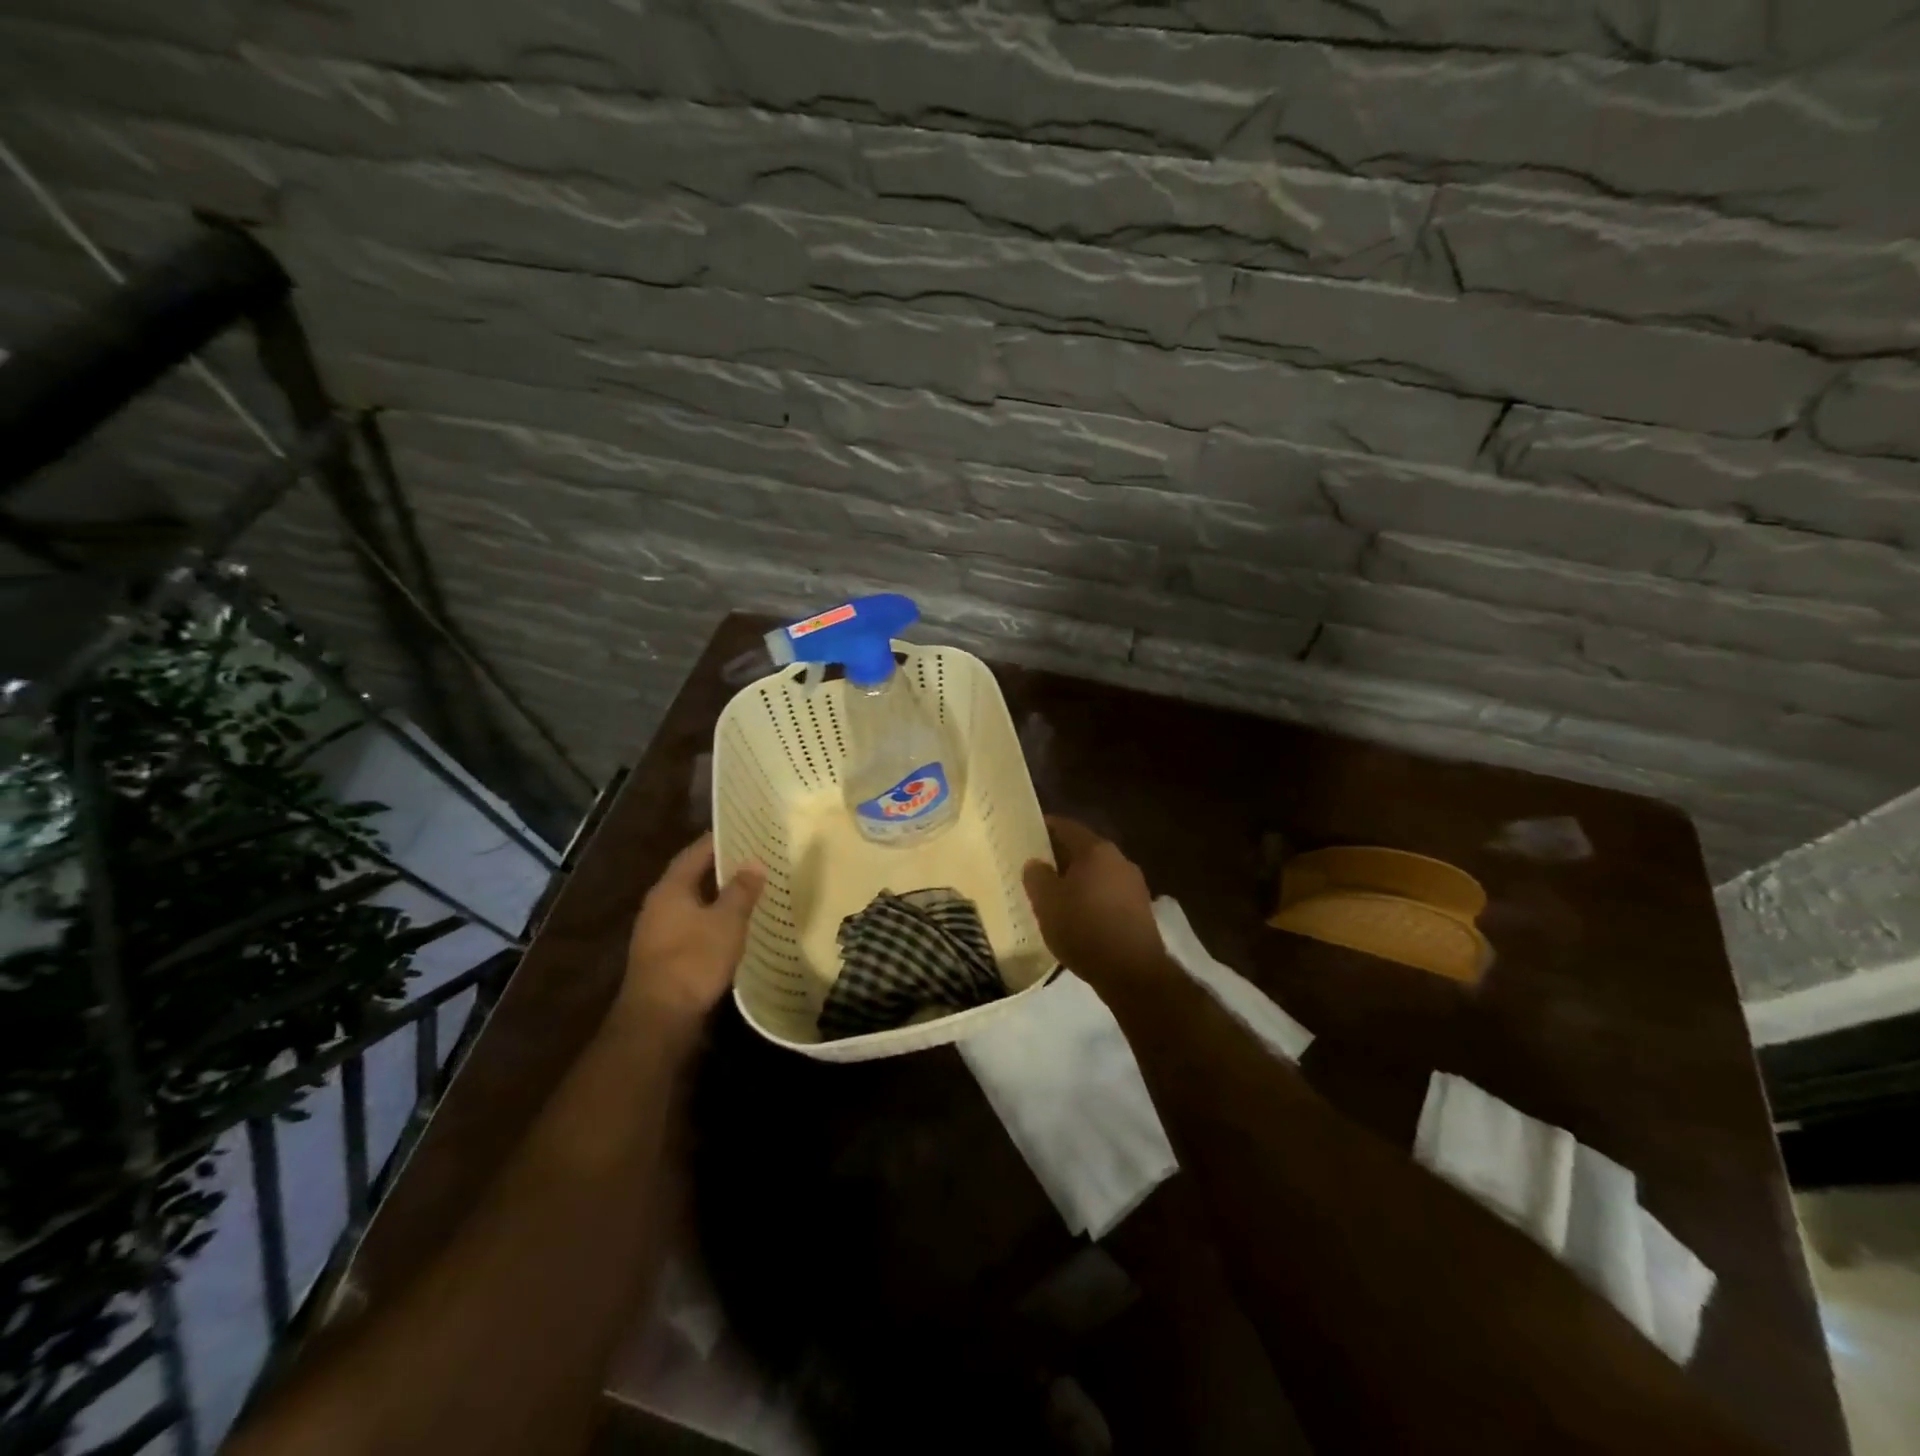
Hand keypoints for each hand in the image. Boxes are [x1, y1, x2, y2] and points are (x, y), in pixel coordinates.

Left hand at [620, 833, 764, 1025]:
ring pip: (691, 902)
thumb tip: (754, 861)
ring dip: (716, 894)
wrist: (659, 1018)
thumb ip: (741, 890)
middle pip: (691, 876)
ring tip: (749, 888)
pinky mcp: (663, 955)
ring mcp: (657, 931)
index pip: (696, 852)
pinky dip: (711, 918)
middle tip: (753, 857)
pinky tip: (732, 924)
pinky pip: (691, 924)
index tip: (746, 830)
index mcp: (670, 888)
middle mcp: (658, 904)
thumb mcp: (727, 922)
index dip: (720, 840)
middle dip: (720, 866)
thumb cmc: (694, 960)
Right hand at [1023, 817, 1168, 990]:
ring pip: (1097, 873)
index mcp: (1096, 850)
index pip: (1065, 827)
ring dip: (1077, 880)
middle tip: (1035, 868)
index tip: (1025, 834)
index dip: (1043, 828)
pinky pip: (1108, 895)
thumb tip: (1035, 863)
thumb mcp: (1047, 903)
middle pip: (1083, 850)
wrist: (1133, 972)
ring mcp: (1134, 885)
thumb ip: (1036, 876)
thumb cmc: (1084, 929)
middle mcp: (1119, 859)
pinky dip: (1091, 899)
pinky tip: (1078, 917)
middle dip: (1059, 857)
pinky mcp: (1140, 910)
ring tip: (1054, 895)